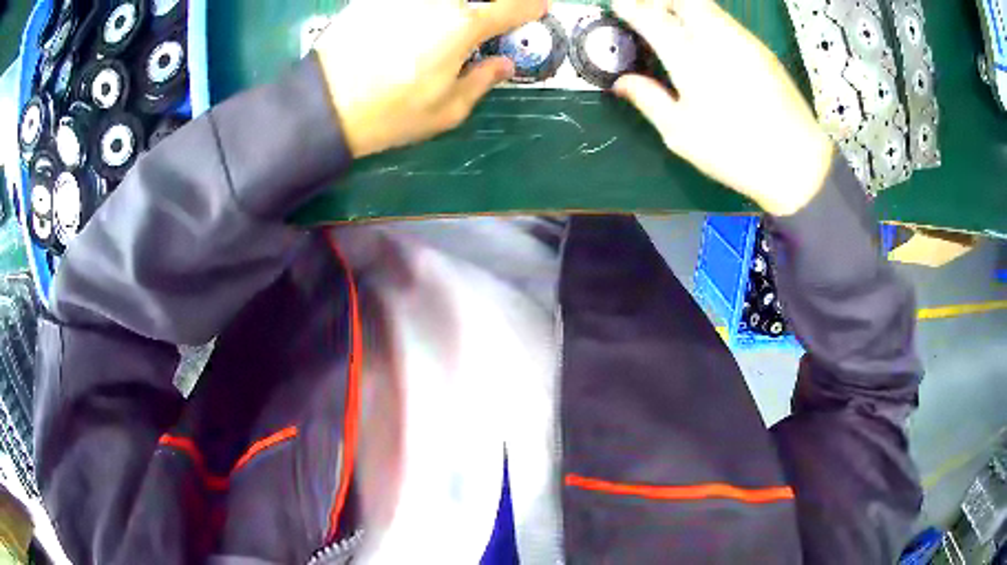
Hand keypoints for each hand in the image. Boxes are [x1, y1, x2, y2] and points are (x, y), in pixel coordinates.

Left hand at [314, 0, 547, 157]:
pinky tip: (412, 24)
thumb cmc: (391, 113)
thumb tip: (503, 64)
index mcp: (462, 27)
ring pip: (442, 0)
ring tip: (446, 24)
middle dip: (485, 7)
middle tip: (479, 20)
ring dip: (453, 8)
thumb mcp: (446, 111)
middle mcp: (437, 0)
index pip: (512, 7)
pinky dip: (418, 11)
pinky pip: (406, 2)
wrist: (324, 106)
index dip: (531, 6)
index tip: (539, 6)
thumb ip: (482, 81)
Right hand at [612, 0, 833, 215]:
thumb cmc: (735, 152)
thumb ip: (649, 101)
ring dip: (686, 7)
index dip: (632, 7)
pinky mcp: (763, 51)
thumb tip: (622, 83)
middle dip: (662, 0)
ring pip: (709, 7)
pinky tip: (709, 42)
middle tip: (650, 10)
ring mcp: (744, 42)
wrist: (796, 162)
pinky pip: (728, 21)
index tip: (620, 5)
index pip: (653, 18)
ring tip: (675, 22)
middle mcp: (717, 40)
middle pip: (685, 0)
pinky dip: (709, 20)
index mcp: (690, 60)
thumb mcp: (682, 135)